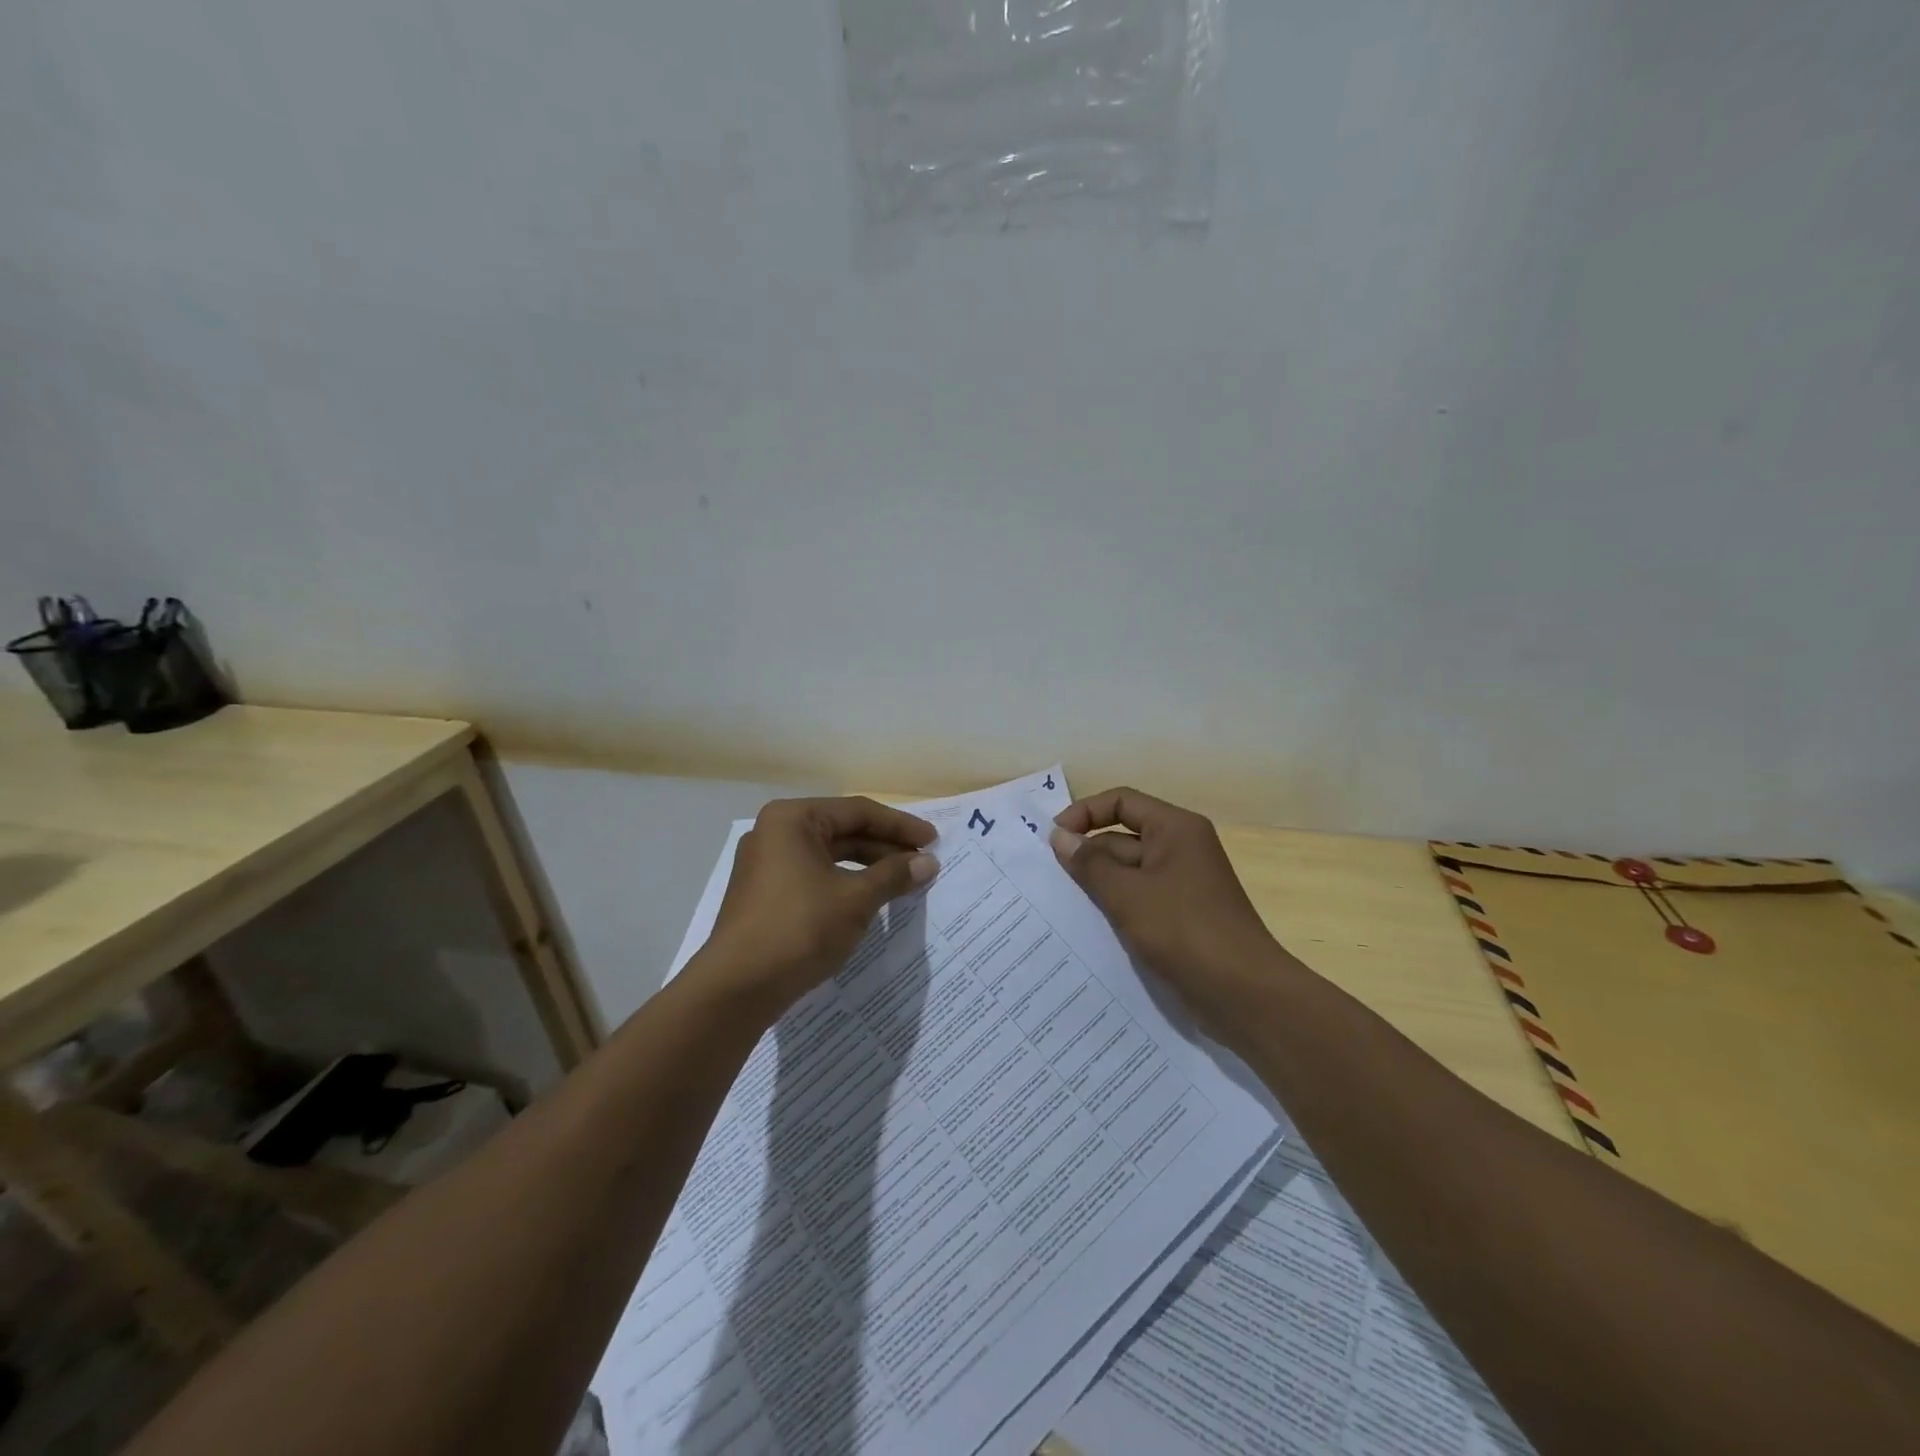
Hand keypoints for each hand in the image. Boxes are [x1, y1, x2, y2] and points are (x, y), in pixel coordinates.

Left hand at [694, 796, 937, 1019]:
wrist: (737, 988)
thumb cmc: (799, 928)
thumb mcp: (855, 899)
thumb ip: (894, 875)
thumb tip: (928, 862)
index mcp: (792, 819)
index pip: (858, 812)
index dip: (900, 826)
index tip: (934, 841)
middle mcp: (775, 833)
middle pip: (843, 831)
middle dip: (885, 847)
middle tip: (923, 863)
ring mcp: (767, 865)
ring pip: (829, 856)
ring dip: (868, 867)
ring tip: (904, 882)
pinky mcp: (766, 894)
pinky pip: (815, 877)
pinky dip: (846, 884)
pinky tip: (871, 900)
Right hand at [1049, 787, 1280, 1034]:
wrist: (1245, 995)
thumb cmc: (1185, 932)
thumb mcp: (1128, 894)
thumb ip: (1090, 863)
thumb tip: (1060, 836)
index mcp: (1175, 829)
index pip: (1121, 802)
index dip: (1084, 813)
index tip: (1053, 840)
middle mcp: (1181, 849)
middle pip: (1123, 837)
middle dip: (1087, 855)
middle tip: (1049, 881)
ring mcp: (1183, 885)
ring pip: (1129, 873)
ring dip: (1098, 885)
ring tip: (1060, 905)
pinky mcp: (1182, 917)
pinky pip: (1140, 900)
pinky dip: (1116, 908)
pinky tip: (1089, 928)